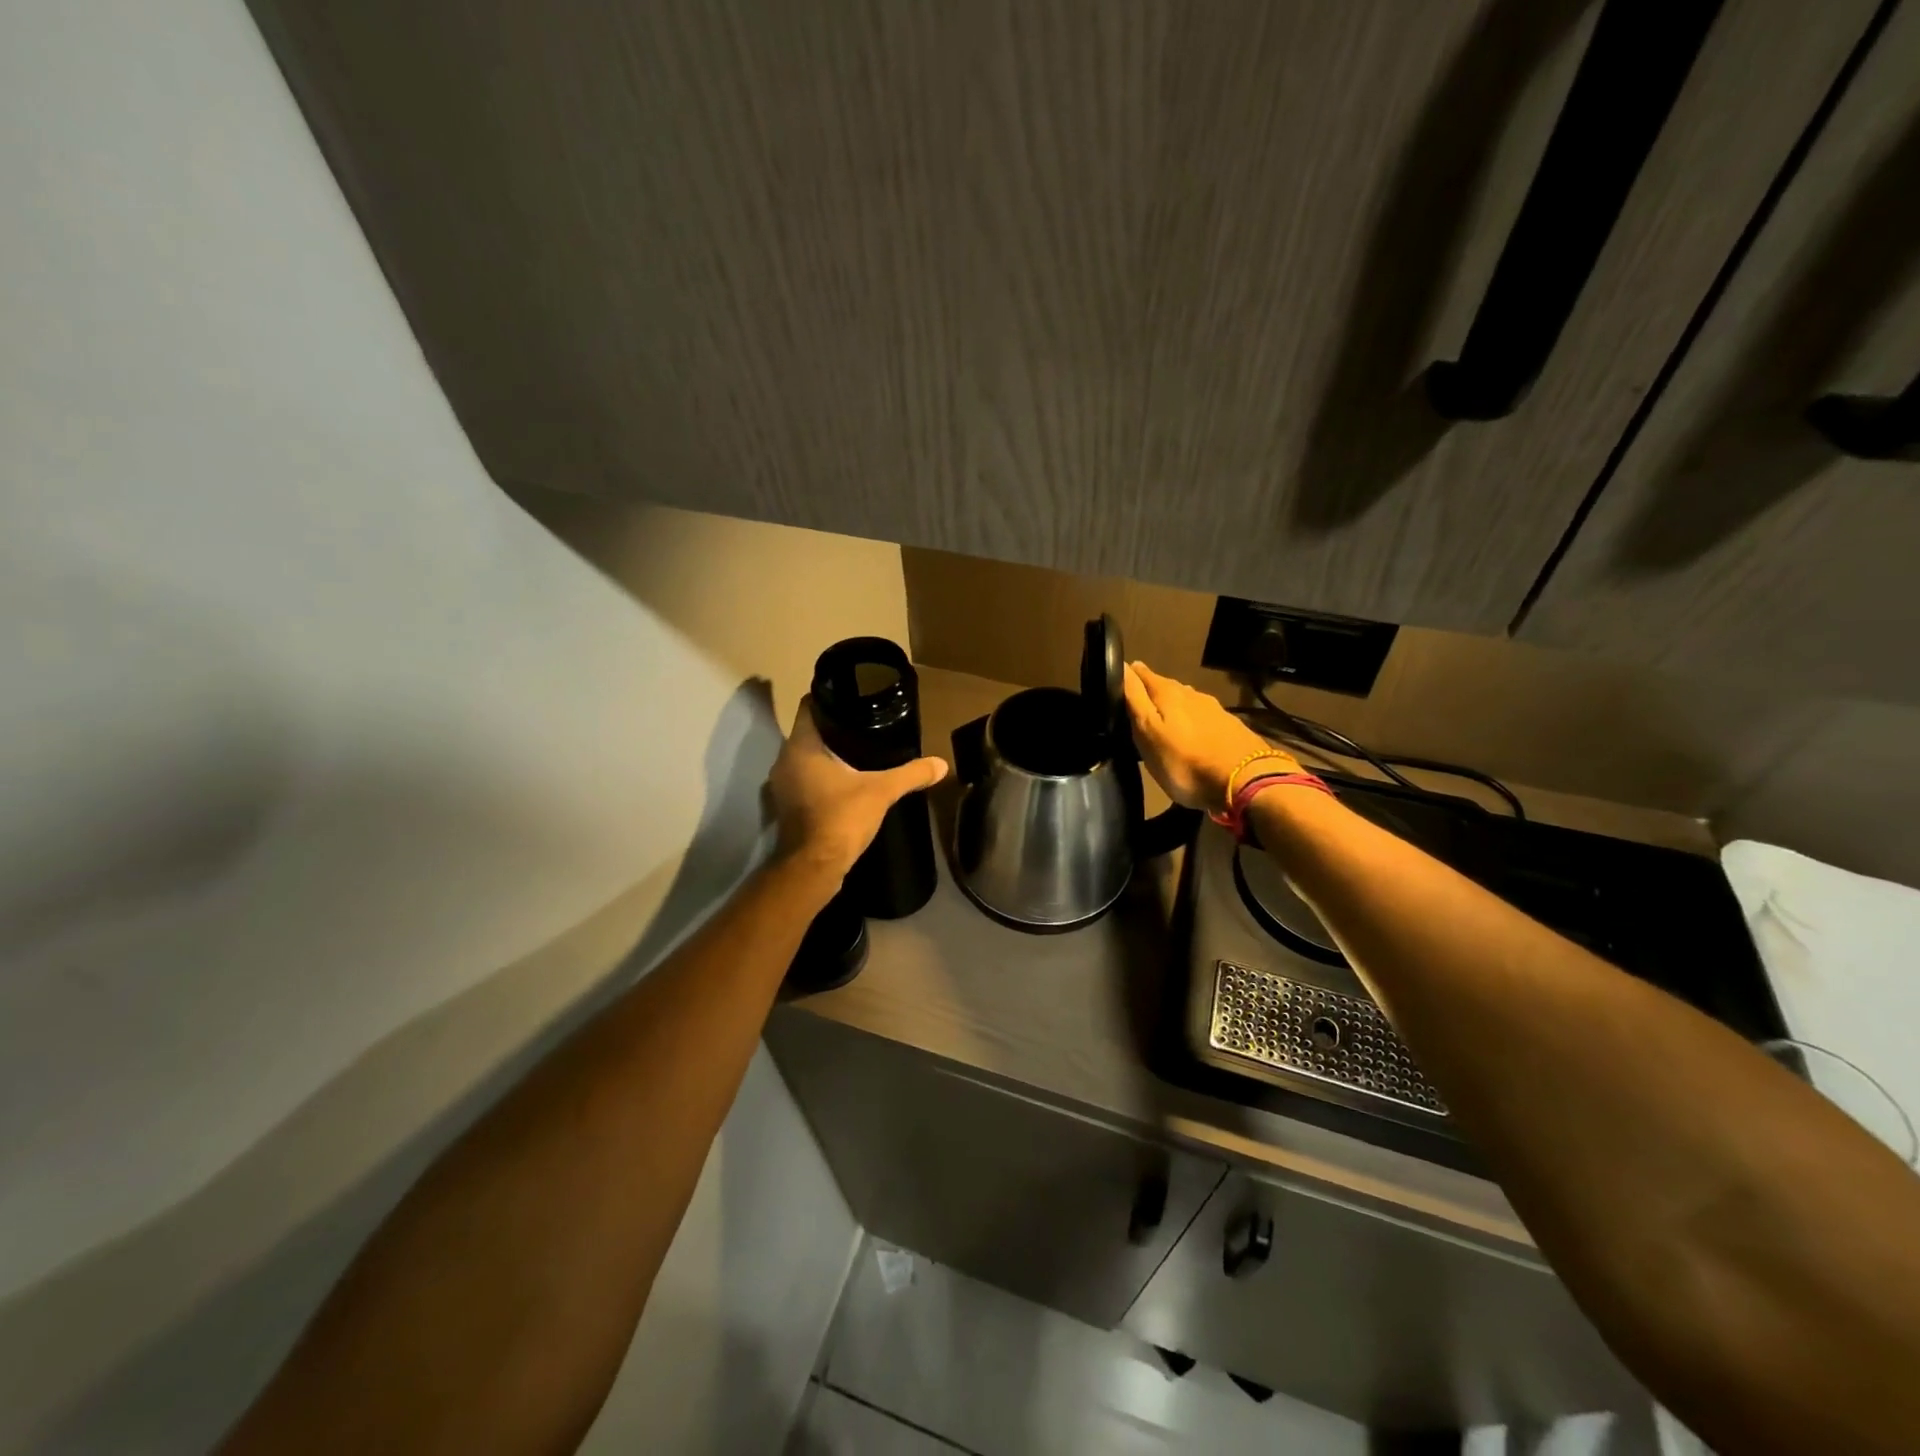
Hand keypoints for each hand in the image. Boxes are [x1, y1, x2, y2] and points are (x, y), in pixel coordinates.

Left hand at [768, 695, 948, 878]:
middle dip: (834, 727)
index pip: (810, 707)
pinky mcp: (788, 806)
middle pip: (809, 731)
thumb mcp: (882, 791)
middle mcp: (785, 760)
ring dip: (827, 754)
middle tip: (865, 722)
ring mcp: (783, 785)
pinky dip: (822, 776)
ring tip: (859, 750)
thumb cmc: (841, 818)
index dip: (829, 698)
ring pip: (806, 757)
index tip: (853, 697)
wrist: (814, 867)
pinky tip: (846, 780)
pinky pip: (805, 779)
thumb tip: (941, 764)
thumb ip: (911, 774)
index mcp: (801, 746)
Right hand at [1123, 661, 1298, 812]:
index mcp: (1168, 692)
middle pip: (1164, 686)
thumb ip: (1135, 699)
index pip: (1141, 674)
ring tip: (1160, 720)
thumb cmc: (1185, 761)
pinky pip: (1201, 716)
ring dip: (1171, 706)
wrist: (1246, 781)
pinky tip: (1189, 733)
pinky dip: (1190, 720)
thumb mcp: (1149, 732)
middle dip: (1149, 692)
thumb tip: (1124, 665)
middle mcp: (1191, 693)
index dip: (1127, 675)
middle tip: (1135, 705)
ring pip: (1184, 700)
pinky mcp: (1229, 726)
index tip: (1114, 680)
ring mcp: (1214, 709)